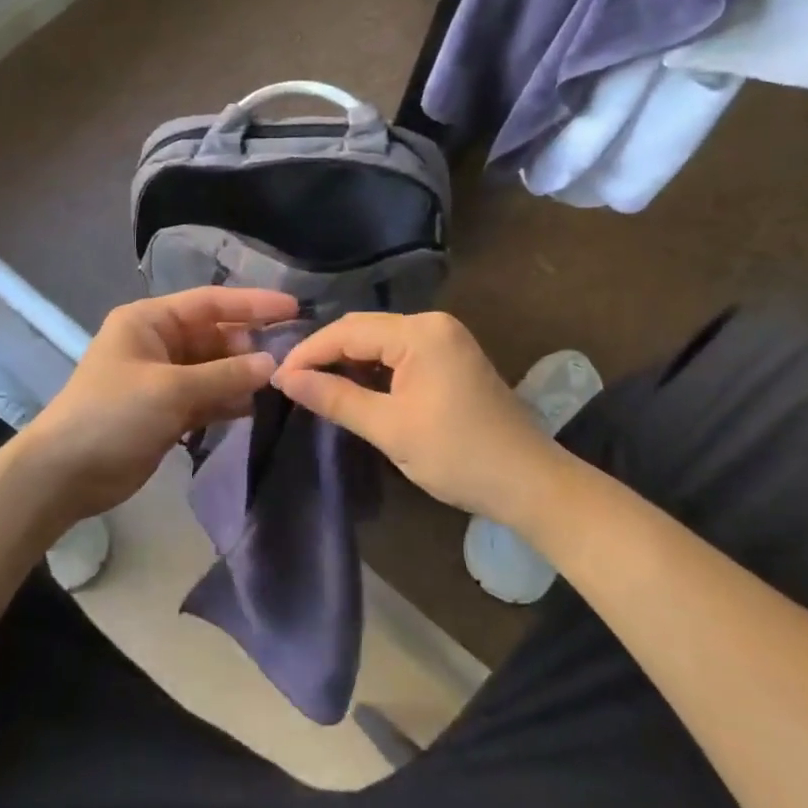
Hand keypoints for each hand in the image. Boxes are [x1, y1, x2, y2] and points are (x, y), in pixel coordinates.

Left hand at [20, 287, 298, 522]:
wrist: (66, 474)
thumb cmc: (113, 415)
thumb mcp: (170, 389)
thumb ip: (224, 375)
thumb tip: (272, 364)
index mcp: (149, 321)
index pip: (209, 302)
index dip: (252, 304)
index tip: (294, 308)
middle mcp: (158, 343)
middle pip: (215, 336)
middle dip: (250, 345)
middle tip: (293, 357)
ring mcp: (163, 379)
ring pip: (214, 369)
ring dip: (243, 376)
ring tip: (285, 382)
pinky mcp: (167, 411)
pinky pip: (207, 397)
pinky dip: (229, 401)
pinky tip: (259, 407)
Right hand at [272, 311, 561, 525]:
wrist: (530, 483)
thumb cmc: (458, 456)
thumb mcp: (389, 428)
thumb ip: (335, 398)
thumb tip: (286, 379)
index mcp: (420, 333)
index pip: (347, 330)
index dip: (308, 352)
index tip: (276, 378)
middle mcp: (433, 324)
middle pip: (363, 329)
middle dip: (325, 353)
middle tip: (291, 382)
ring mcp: (446, 338)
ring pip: (379, 340)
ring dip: (347, 361)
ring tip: (314, 386)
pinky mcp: (451, 357)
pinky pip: (399, 353)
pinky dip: (373, 369)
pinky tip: (353, 387)